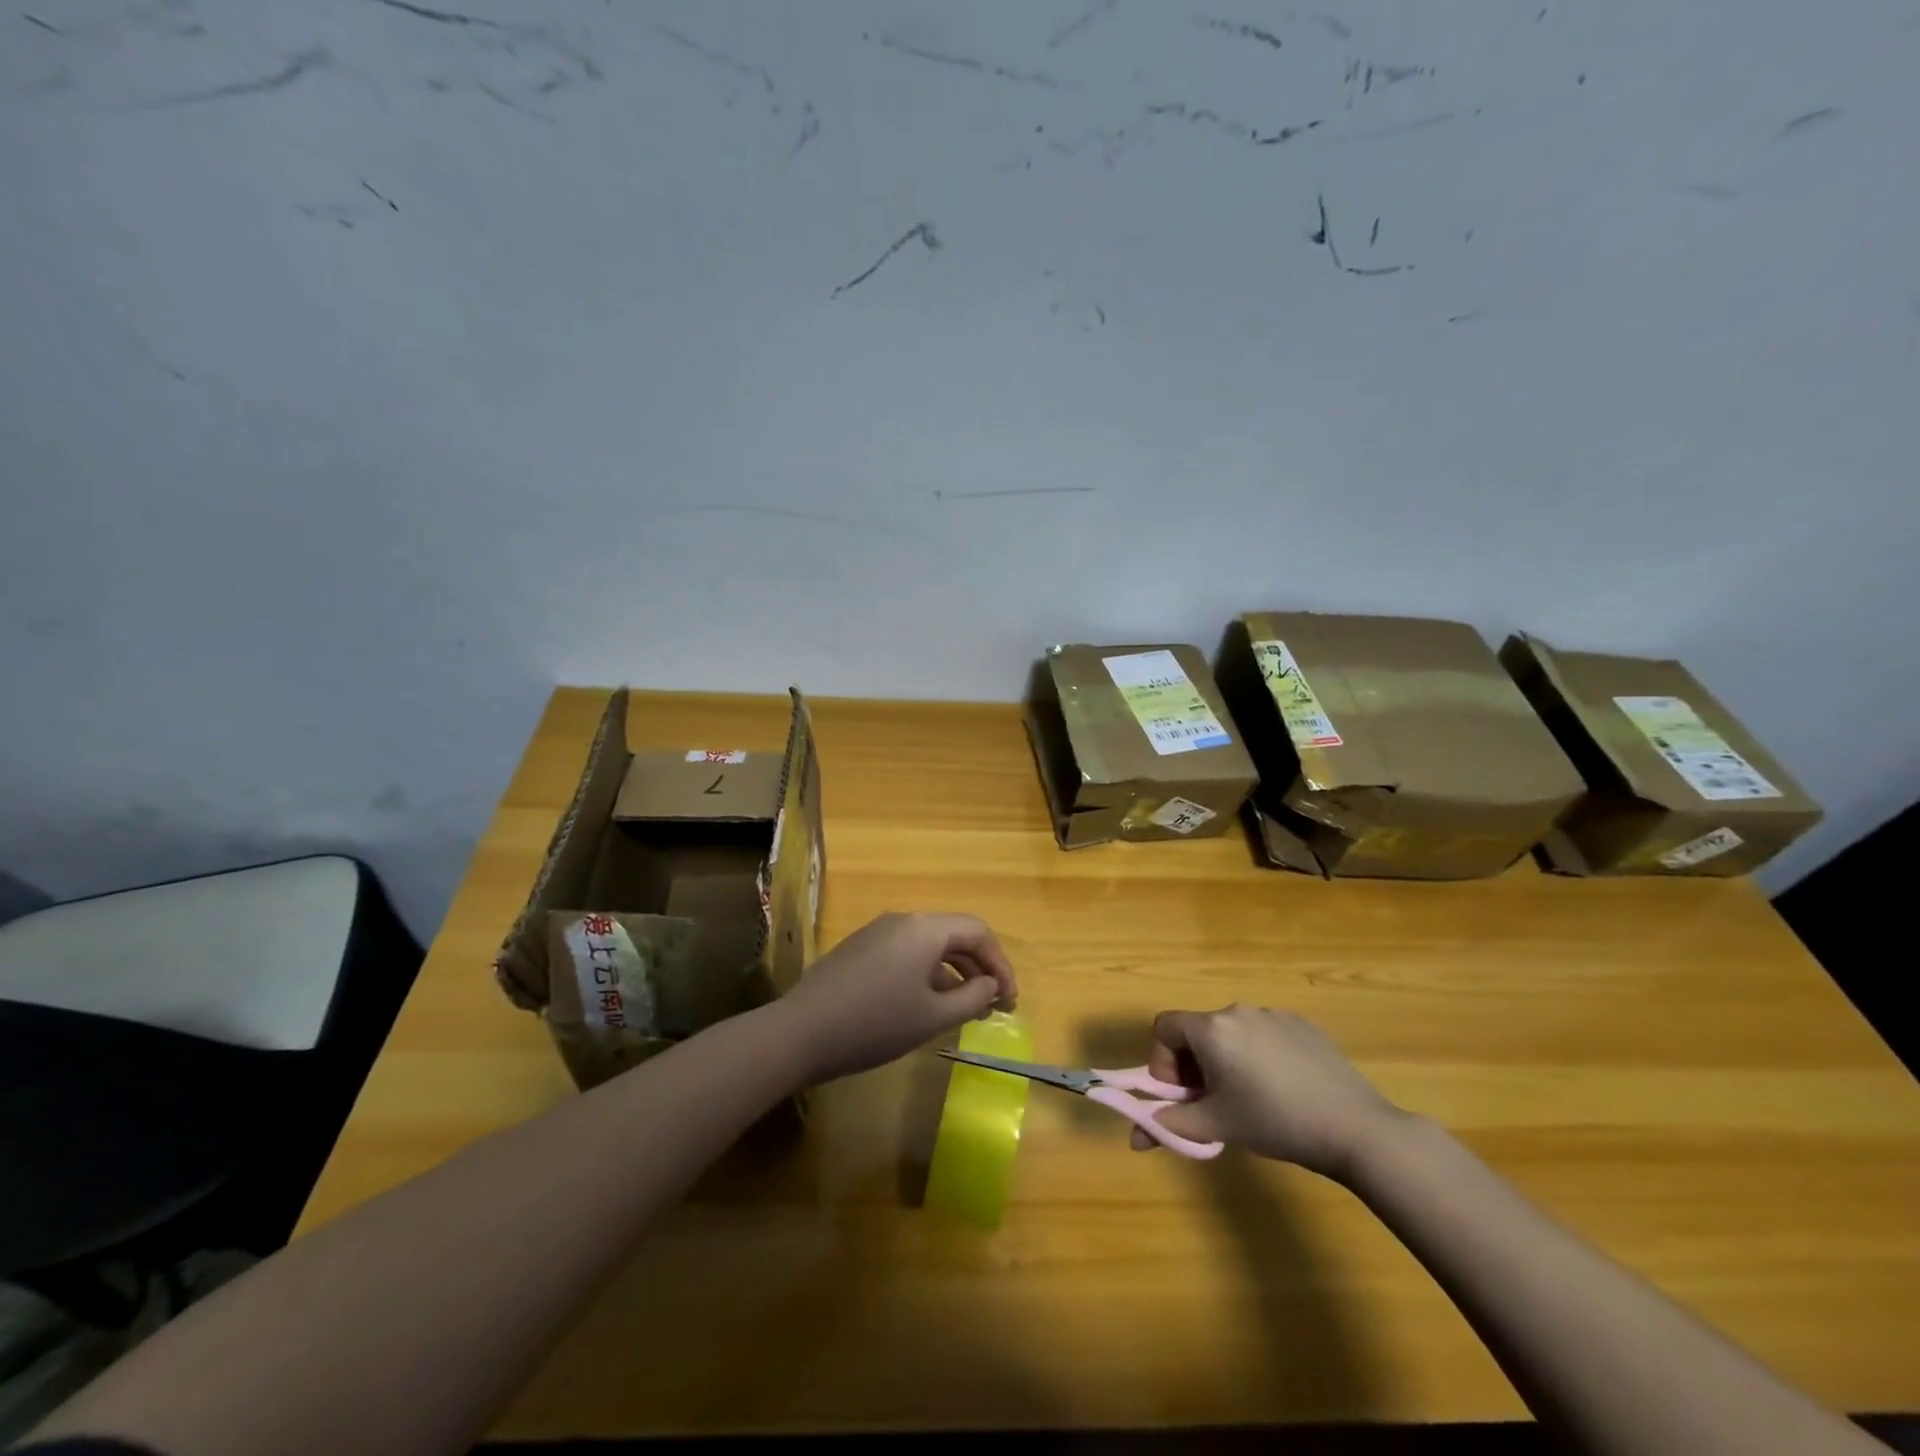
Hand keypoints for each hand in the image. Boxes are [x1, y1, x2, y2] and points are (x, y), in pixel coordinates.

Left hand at [780, 912, 1017, 1083]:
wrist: (800, 1032)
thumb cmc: (875, 1023)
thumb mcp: (933, 1016)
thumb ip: (973, 998)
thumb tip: (992, 985)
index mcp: (925, 928)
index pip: (978, 932)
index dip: (1001, 964)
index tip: (1009, 1001)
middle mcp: (903, 920)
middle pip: (954, 935)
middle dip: (979, 969)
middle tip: (993, 1007)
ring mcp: (877, 932)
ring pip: (929, 945)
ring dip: (953, 973)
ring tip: (963, 1009)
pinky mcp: (859, 949)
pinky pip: (905, 953)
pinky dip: (926, 974)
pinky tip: (924, 1005)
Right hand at [1138, 1005, 1407, 1181]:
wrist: (1355, 1127)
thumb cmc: (1275, 1122)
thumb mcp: (1217, 1127)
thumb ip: (1170, 1126)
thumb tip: (1135, 1138)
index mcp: (1211, 1029)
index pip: (1163, 1028)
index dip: (1162, 1061)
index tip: (1183, 1094)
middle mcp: (1237, 1010)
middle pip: (1197, 1031)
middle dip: (1194, 1065)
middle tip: (1213, 1103)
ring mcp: (1272, 1013)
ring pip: (1231, 1034)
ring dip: (1226, 1060)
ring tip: (1252, 1099)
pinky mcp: (1302, 1024)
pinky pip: (1264, 1034)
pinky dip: (1259, 1055)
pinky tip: (1285, 1088)